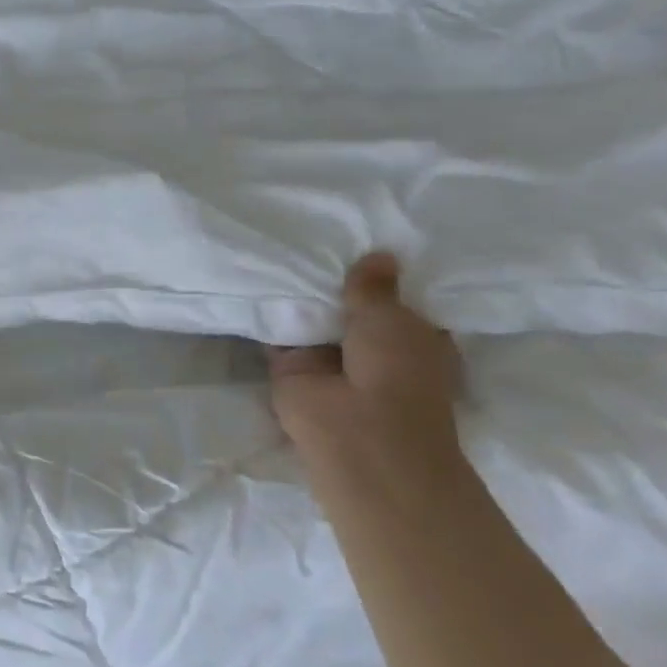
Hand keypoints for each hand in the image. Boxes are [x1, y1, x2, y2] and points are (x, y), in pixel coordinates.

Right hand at [268, 253, 462, 475]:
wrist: (354, 430)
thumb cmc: (395, 372)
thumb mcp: (391, 317)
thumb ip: (374, 288)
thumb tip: (380, 254)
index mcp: (413, 339)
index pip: (397, 302)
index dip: (381, 277)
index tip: (361, 241)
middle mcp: (372, 348)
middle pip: (350, 308)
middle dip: (333, 282)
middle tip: (312, 237)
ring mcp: (329, 359)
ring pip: (311, 319)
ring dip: (298, 296)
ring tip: (279, 248)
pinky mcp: (289, 366)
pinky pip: (277, 332)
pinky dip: (268, 312)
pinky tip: (254, 278)